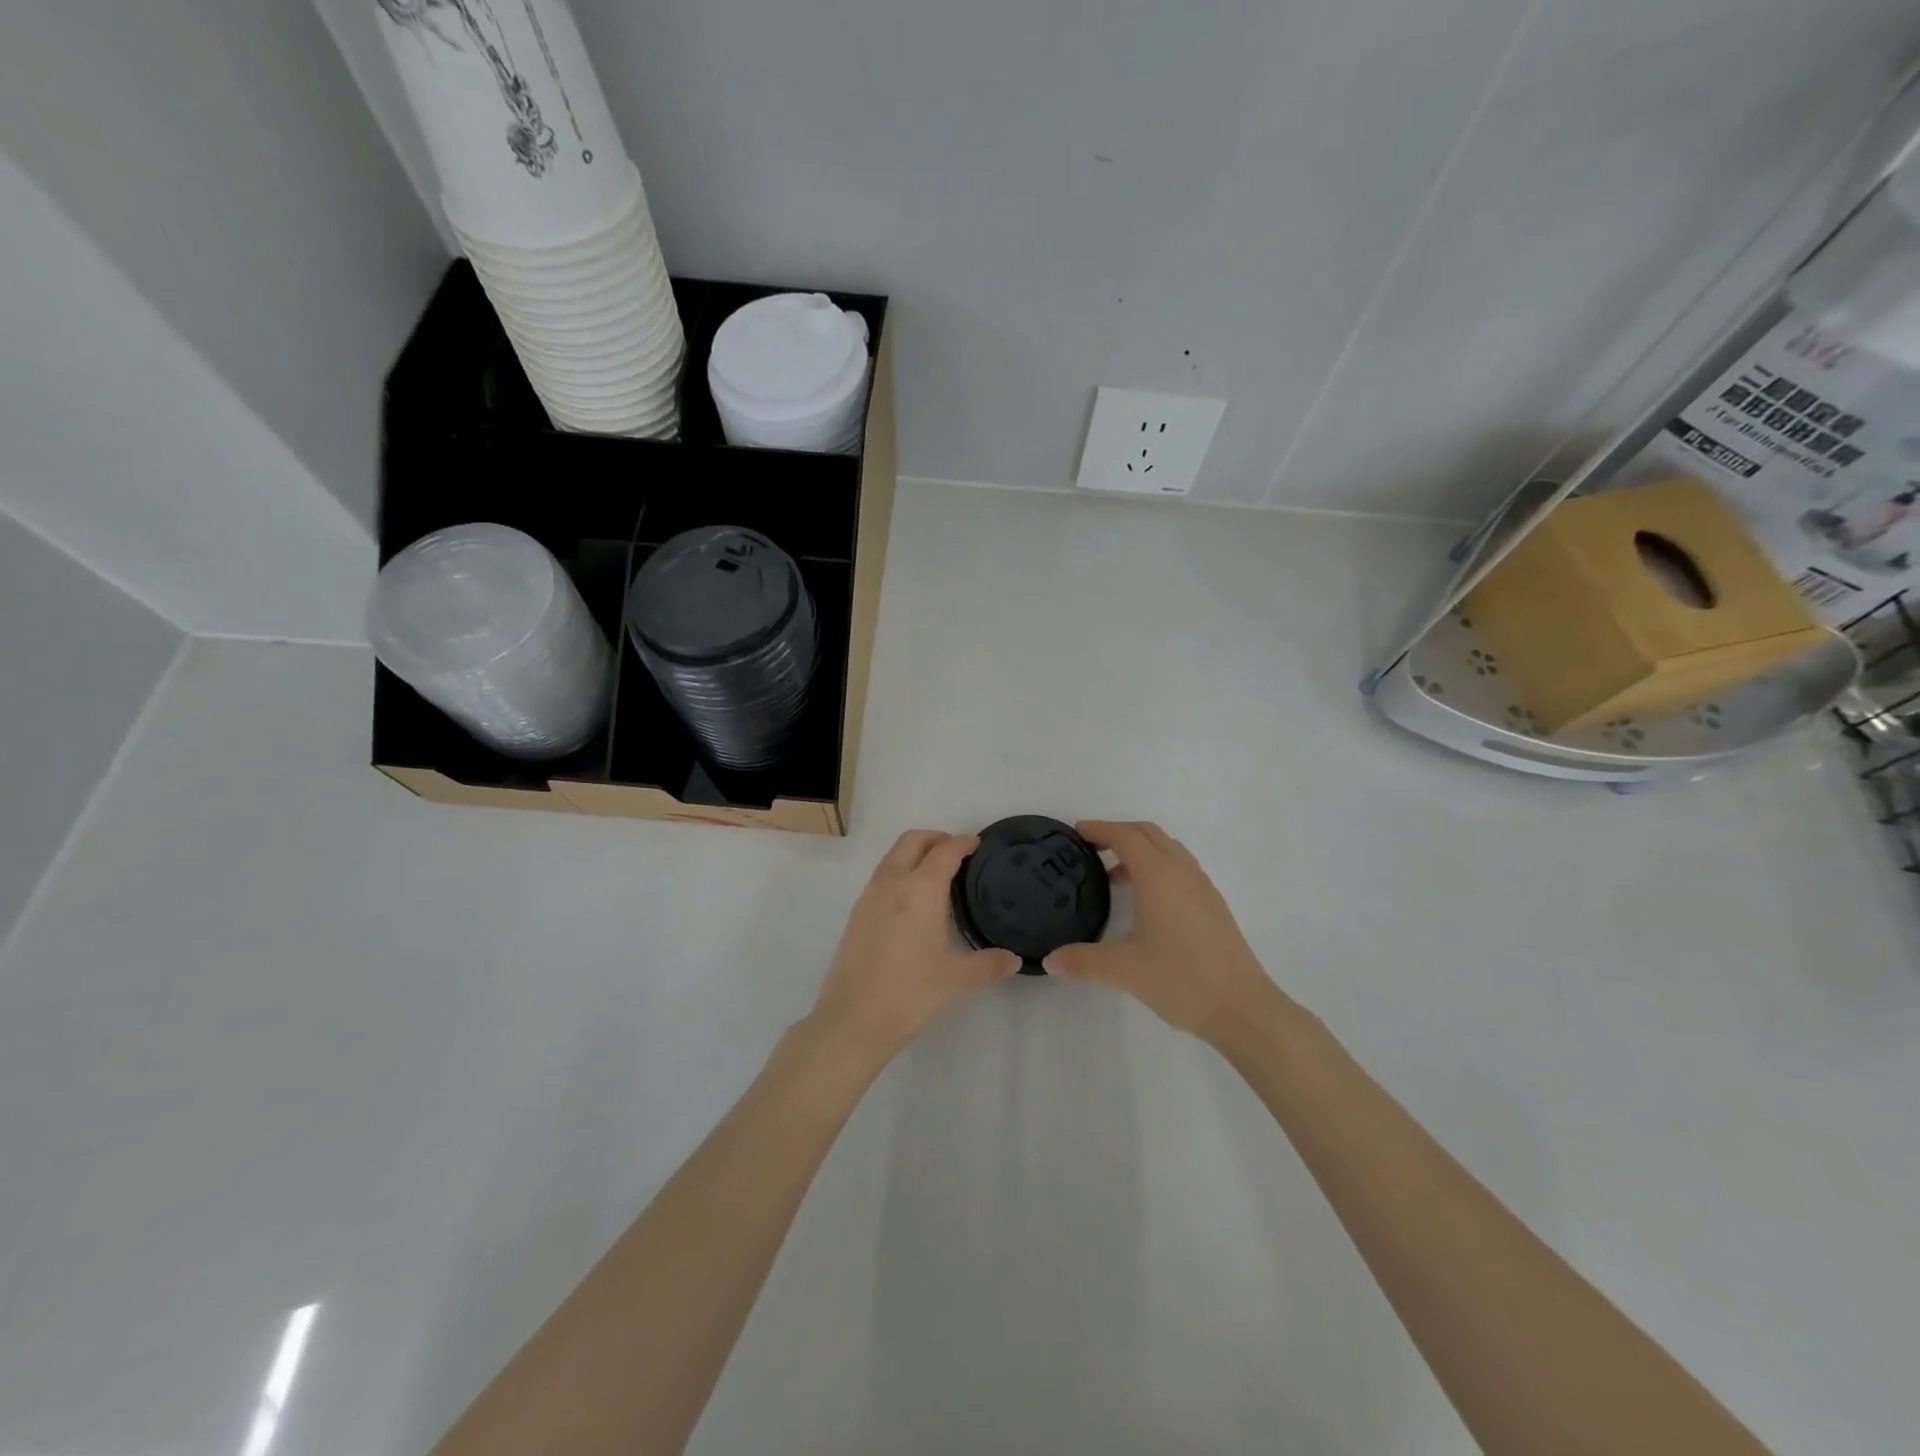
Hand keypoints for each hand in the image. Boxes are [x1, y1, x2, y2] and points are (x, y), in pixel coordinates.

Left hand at [807, 830, 1020, 1065]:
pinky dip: (900, 872)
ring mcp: (869, 896)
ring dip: (915, 853)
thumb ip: (990, 964)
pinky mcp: (856, 914)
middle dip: (936, 838)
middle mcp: (892, 883)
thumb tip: (1013, 959)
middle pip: (912, 841)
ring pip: (893, 856)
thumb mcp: (958, 980)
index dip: (963, 842)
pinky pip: (881, 877)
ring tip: (936, 875)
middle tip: (957, 852)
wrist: (853, 1020)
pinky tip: (911, 902)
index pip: (945, 851)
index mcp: (920, 890)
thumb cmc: (911, 993)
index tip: (977, 843)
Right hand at [1044, 821, 1283, 1044]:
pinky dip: (1158, 867)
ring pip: (1169, 850)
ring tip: (1115, 876)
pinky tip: (1146, 902)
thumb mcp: (1124, 970)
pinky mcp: (1213, 906)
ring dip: (1141, 850)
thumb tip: (1050, 961)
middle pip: (1149, 834)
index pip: (1125, 836)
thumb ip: (1083, 961)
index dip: (1100, 829)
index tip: (1076, 832)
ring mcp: (1202, 887)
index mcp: (1158, 875)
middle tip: (1092, 848)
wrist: (1242, 1007)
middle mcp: (1182, 872)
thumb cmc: (1181, 978)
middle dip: (1120, 832)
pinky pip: (1181, 868)